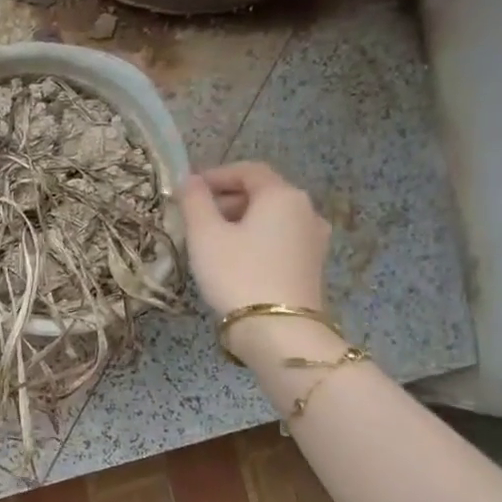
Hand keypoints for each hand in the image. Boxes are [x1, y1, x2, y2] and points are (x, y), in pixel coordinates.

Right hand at [176, 163, 330, 315]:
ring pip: (271, 218)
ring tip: (210, 240)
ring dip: (240, 221)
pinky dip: (255, 240)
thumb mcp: (205, 235)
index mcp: (282, 195)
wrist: (279, 332)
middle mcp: (306, 210)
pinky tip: (234, 260)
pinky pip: (279, 240)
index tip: (188, 189)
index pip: (248, 170)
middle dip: (226, 199)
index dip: (216, 175)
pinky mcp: (312, 265)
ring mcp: (314, 239)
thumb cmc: (237, 274)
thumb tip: (189, 180)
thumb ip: (195, 201)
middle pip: (262, 193)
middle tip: (194, 216)